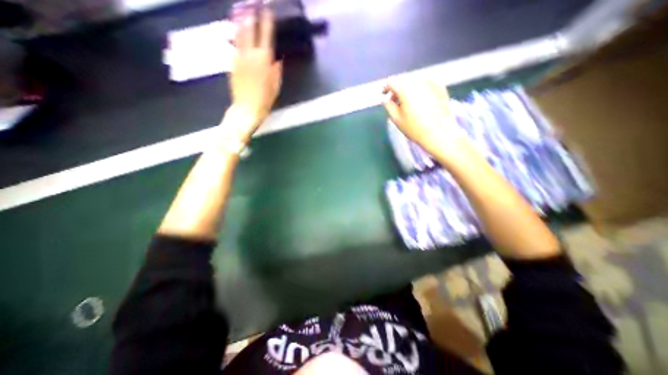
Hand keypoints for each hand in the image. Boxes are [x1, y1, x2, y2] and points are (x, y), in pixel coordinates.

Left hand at [228, 9, 282, 142]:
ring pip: (238, 33)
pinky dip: (235, 36)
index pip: (266, 34)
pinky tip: (236, 31)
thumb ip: (276, 71)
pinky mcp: (231, 63)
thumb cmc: (265, 100)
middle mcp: (250, 54)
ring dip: (240, 20)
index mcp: (264, 59)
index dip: (267, 18)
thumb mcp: (276, 86)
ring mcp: (238, 56)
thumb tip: (277, 60)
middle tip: (252, 3)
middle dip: (252, 13)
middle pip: (250, 28)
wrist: (246, 108)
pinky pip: (233, 45)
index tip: (267, 6)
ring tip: (241, 10)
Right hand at [384, 76, 470, 163]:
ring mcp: (431, 82)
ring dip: (408, 88)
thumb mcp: (396, 119)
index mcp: (405, 89)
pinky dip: (420, 89)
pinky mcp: (440, 87)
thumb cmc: (414, 128)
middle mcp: (418, 81)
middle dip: (397, 88)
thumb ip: (388, 106)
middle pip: (403, 79)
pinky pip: (426, 83)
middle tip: (395, 101)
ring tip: (408, 102)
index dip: (386, 88)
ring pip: (415, 80)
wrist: (438, 133)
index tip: (384, 95)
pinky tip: (420, 101)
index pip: (391, 81)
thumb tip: (385, 99)